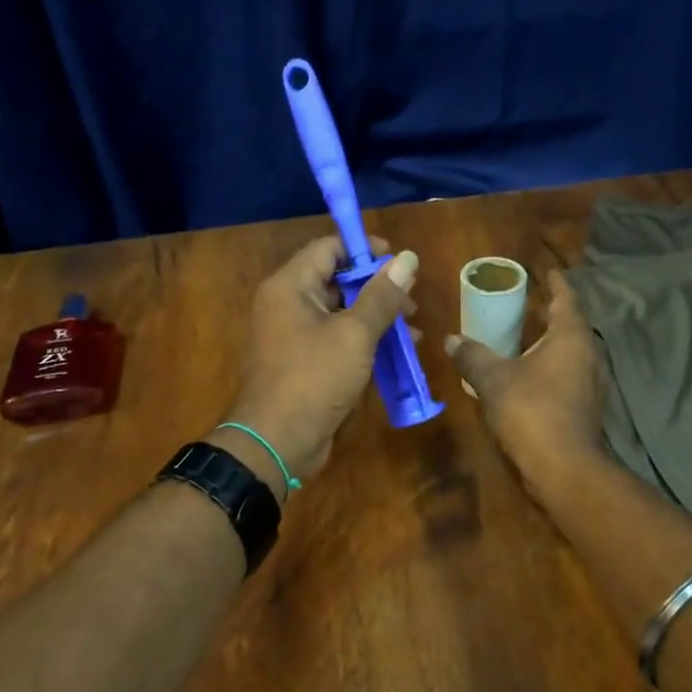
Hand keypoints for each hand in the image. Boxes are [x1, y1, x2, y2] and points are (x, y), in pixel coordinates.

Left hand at [220, 236, 418, 483]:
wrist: (278, 442)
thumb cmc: (314, 379)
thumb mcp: (354, 334)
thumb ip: (382, 295)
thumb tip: (408, 258)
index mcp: (290, 287)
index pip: (328, 248)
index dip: (365, 249)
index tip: (400, 261)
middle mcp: (287, 304)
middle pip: (336, 279)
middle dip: (377, 287)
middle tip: (412, 301)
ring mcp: (294, 335)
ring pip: (341, 312)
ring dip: (376, 316)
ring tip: (413, 329)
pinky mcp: (304, 362)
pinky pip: (337, 338)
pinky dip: (364, 339)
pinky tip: (397, 351)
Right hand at [446, 271, 606, 489]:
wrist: (563, 467)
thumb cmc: (531, 411)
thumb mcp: (493, 379)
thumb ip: (472, 356)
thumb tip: (451, 339)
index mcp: (570, 336)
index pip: (565, 298)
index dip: (555, 283)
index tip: (547, 271)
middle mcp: (587, 353)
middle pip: (569, 325)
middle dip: (549, 313)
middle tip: (526, 302)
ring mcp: (590, 382)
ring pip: (569, 352)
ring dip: (549, 342)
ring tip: (524, 336)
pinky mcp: (585, 406)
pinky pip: (567, 374)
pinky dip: (549, 367)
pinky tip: (528, 374)